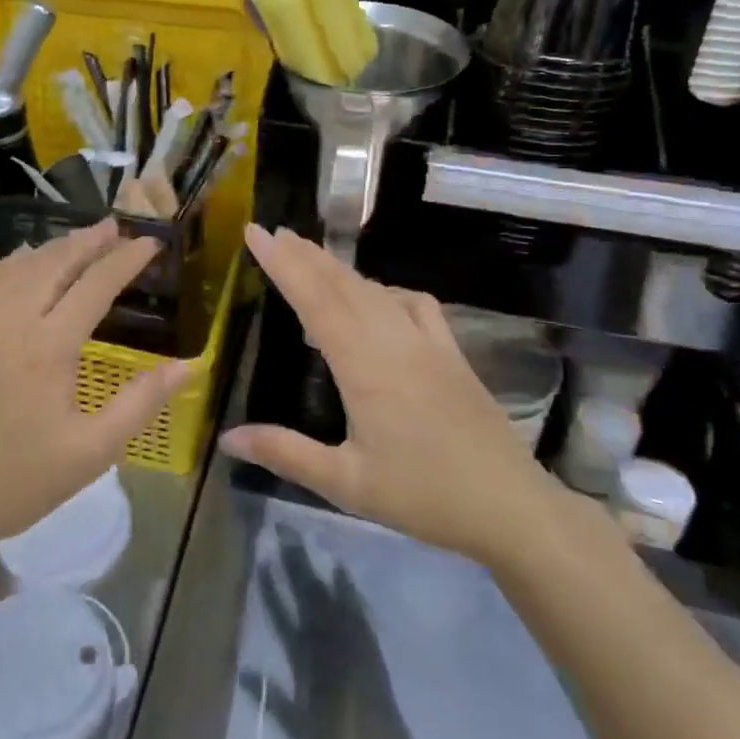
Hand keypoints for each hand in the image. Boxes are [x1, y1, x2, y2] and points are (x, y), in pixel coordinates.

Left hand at [0, 219, 188, 565]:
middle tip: (116, 226)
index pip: (95, 285)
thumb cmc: (15, 482)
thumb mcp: (91, 453)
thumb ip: (141, 402)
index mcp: (47, 347)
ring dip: (52, 247)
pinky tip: (23, 265)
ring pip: (17, 266)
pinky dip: (13, 263)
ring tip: (79, 240)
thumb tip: (189, 364)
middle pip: (54, 262)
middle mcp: (8, 320)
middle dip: (89, 240)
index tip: (150, 243)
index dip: (126, 260)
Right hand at [220, 225, 553, 565]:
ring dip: (338, 268)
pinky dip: (386, 290)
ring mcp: (427, 342)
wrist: (510, 506)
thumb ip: (286, 453)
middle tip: (274, 232)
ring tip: (310, 255)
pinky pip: (414, 304)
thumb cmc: (423, 496)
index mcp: (363, 365)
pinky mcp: (451, 352)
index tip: (256, 232)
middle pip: (342, 283)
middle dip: (304, 254)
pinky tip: (378, 297)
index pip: (313, 299)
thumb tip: (228, 439)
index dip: (281, 262)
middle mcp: (393, 340)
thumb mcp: (346, 483)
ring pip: (375, 289)